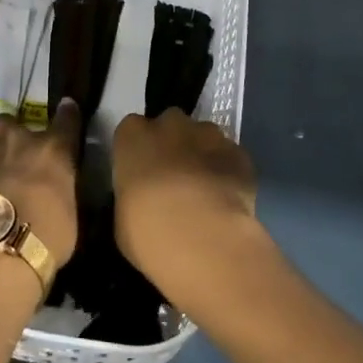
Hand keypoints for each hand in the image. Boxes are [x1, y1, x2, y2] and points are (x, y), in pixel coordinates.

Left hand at [0, 100, 81, 270]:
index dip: (66, 114)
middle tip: (11, 161)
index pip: (66, 119)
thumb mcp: (70, 213)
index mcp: (53, 150)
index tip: (66, 109)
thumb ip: (60, 188)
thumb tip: (52, 187)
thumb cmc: (47, 238)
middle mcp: (17, 140)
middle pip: (10, 122)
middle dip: (10, 136)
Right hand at [112, 110, 263, 311]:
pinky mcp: (239, 154)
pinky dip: (228, 172)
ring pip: (204, 137)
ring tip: (204, 191)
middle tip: (173, 178)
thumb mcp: (123, 216)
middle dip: (173, 144)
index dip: (139, 150)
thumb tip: (144, 199)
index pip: (132, 130)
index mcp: (133, 136)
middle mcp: (170, 125)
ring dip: (202, 155)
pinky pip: (230, 157)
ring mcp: (209, 135)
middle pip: (171, 124)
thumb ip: (133, 195)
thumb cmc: (146, 229)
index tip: (142, 173)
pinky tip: (227, 200)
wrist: (201, 238)